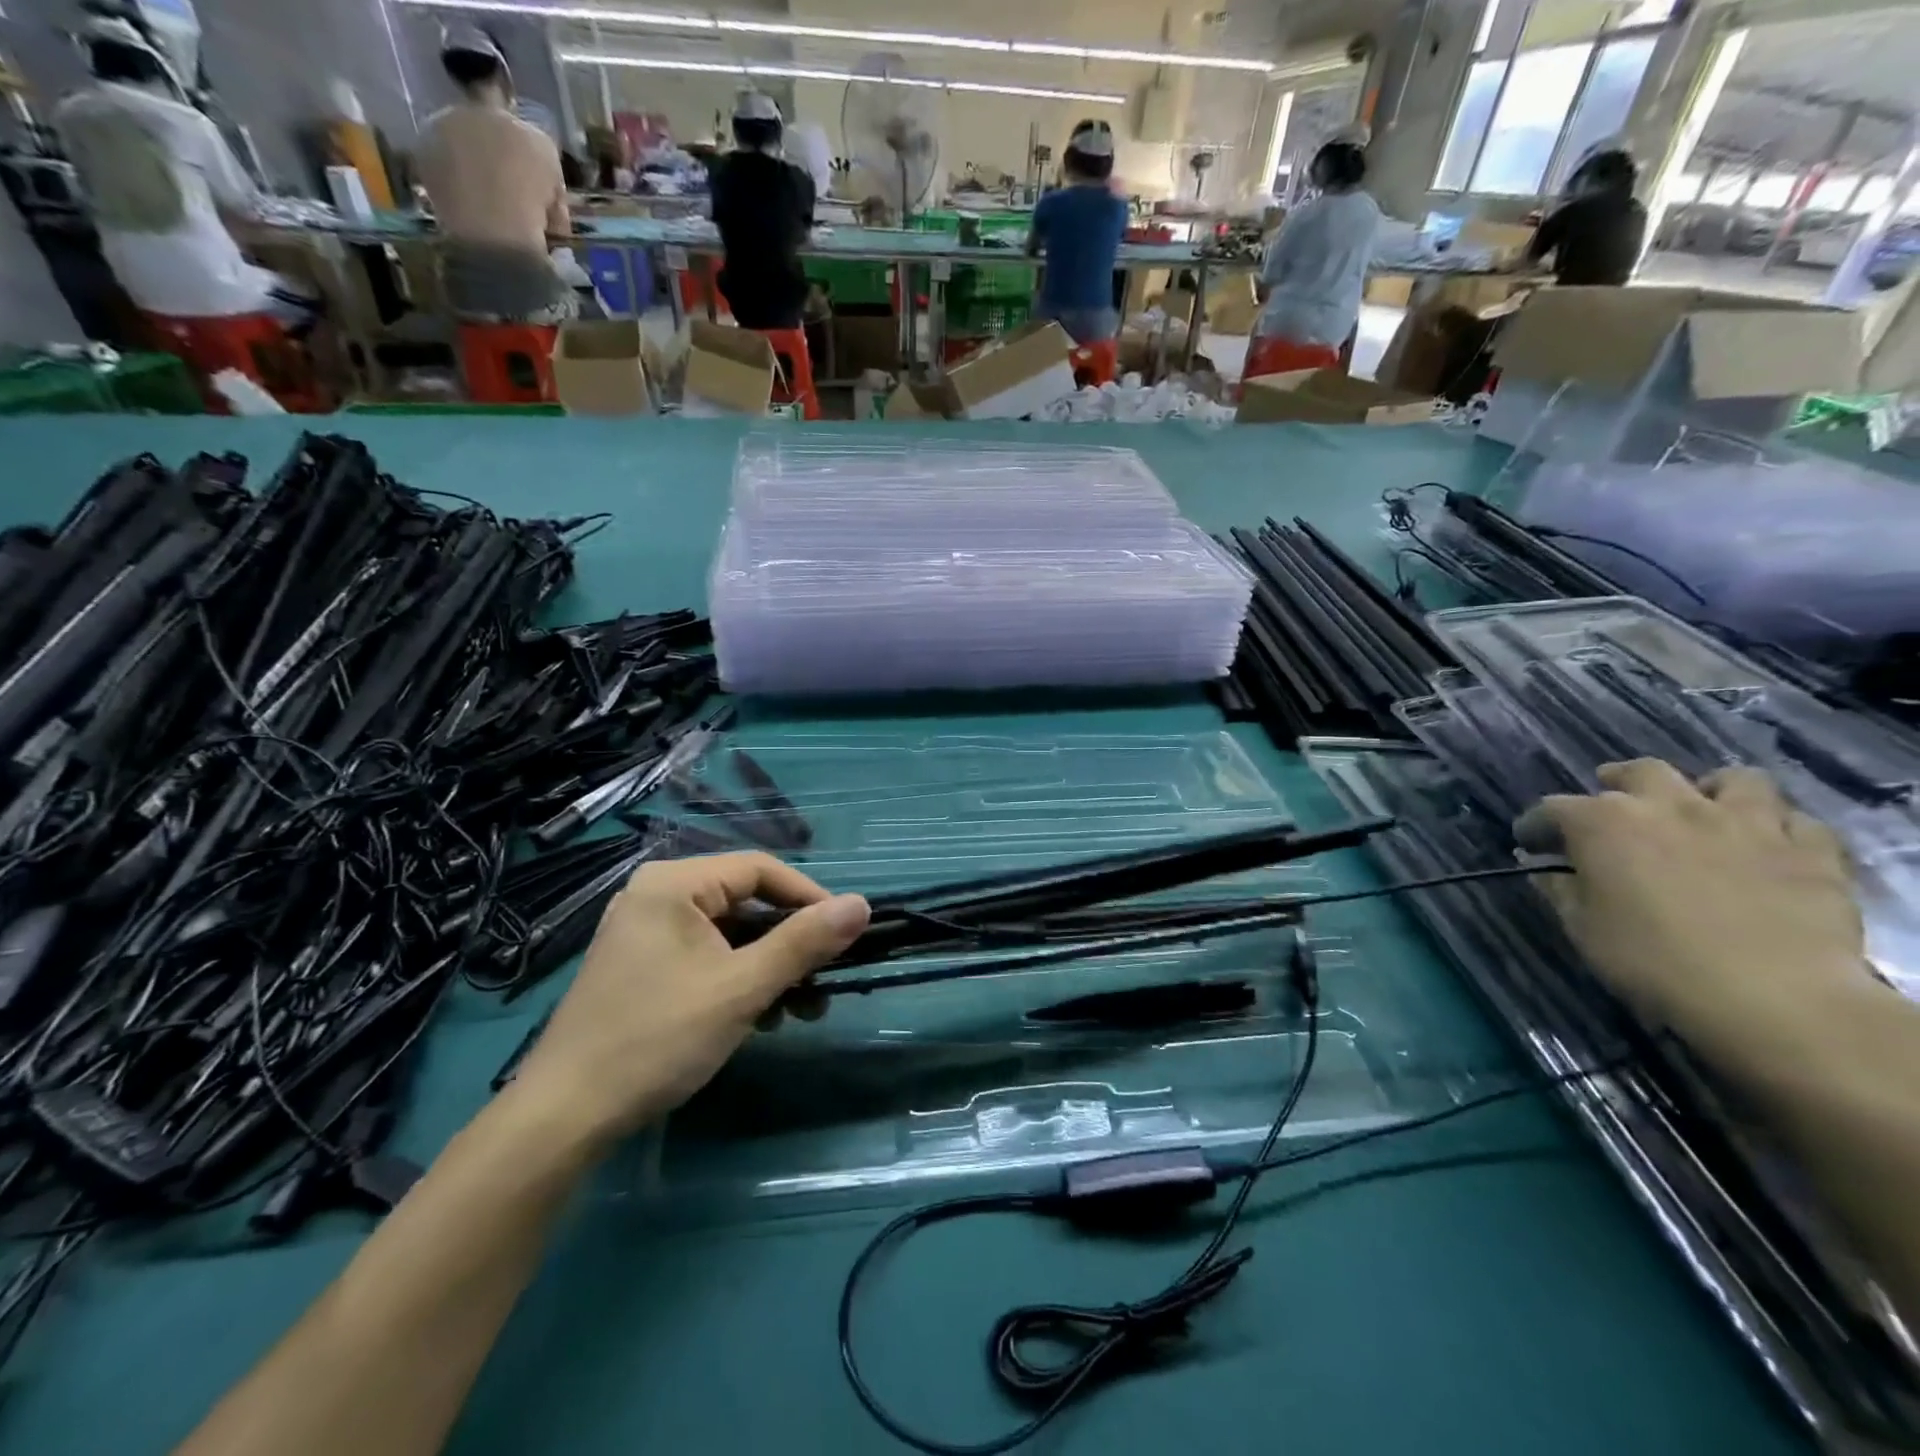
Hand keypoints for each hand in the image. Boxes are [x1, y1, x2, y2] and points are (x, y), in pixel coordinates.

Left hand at [510, 852, 869, 1145]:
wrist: (564, 1117)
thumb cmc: (657, 1038)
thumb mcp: (742, 988)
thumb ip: (803, 942)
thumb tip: (862, 904)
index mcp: (673, 884)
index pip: (761, 870)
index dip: (810, 898)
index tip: (846, 934)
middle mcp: (656, 896)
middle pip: (746, 903)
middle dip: (791, 944)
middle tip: (826, 980)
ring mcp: (646, 933)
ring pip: (730, 935)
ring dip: (770, 968)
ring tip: (801, 1010)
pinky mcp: (642, 967)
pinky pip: (707, 957)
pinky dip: (739, 981)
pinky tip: (763, 1018)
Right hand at [1520, 760, 1871, 1058]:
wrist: (1775, 998)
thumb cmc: (1653, 961)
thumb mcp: (1583, 928)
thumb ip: (1561, 890)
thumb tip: (1545, 869)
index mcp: (1604, 822)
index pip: (1553, 809)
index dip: (1537, 826)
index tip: (1531, 845)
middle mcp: (1670, 806)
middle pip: (1641, 772)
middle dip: (1620, 783)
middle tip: (1613, 806)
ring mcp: (1747, 822)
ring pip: (1734, 780)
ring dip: (1710, 791)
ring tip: (1701, 811)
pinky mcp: (1811, 851)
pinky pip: (1796, 822)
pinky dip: (1777, 828)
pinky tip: (1766, 848)